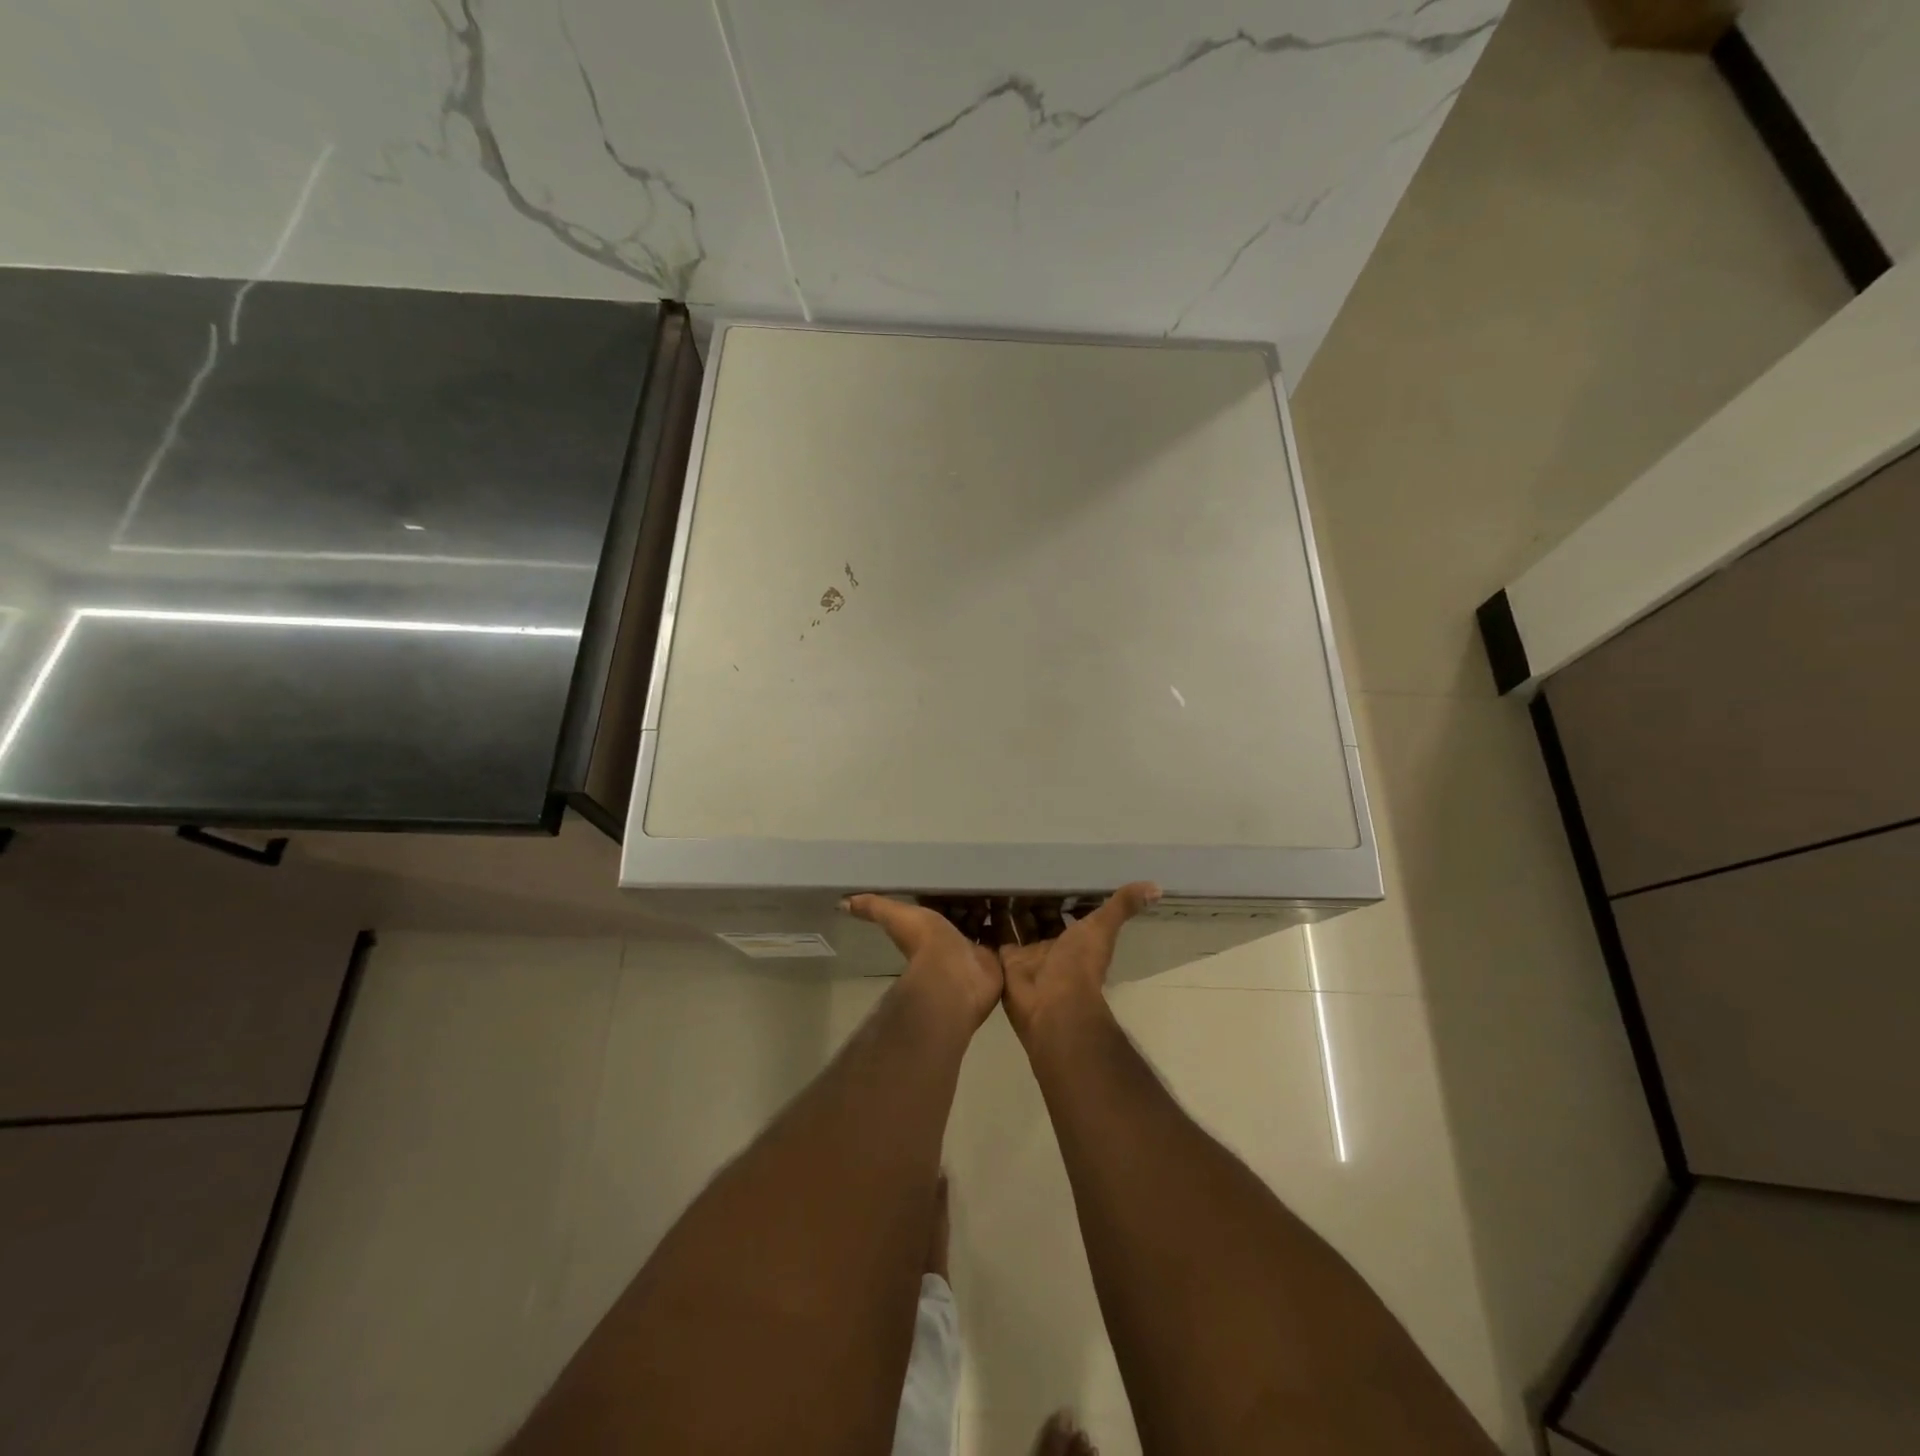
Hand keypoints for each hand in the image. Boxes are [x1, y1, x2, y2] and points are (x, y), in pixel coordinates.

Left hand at [844, 895, 1004, 1032]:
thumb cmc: (926, 945)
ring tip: (1005, 889)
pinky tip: (1016, 906)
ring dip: (991, 910)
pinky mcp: (995, 958)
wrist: (954, 978)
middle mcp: (952, 938)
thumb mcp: (897, 917)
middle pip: (964, 914)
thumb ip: (873, 908)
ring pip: (985, 924)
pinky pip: (1003, 937)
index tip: (960, 875)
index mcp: (930, 927)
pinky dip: (1007, 924)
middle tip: (988, 879)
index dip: (949, 893)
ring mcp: (975, 949)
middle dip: (973, 900)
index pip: (941, 905)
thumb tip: (841, 901)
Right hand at [999, 883, 1159, 1046]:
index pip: (1066, 910)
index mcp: (1075, 938)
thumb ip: (1122, 906)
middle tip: (1013, 870)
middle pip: (1038, 917)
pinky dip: (987, 922)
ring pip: (1015, 925)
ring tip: (992, 879)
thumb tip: (1158, 887)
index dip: (1059, 894)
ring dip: (1007, 907)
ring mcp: (1027, 955)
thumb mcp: (1102, 928)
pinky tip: (976, 899)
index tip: (1048, 870)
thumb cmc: (1079, 964)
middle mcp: (1051, 946)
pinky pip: (994, 938)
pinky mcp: (1004, 961)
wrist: (1053, 1004)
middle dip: (1029, 899)